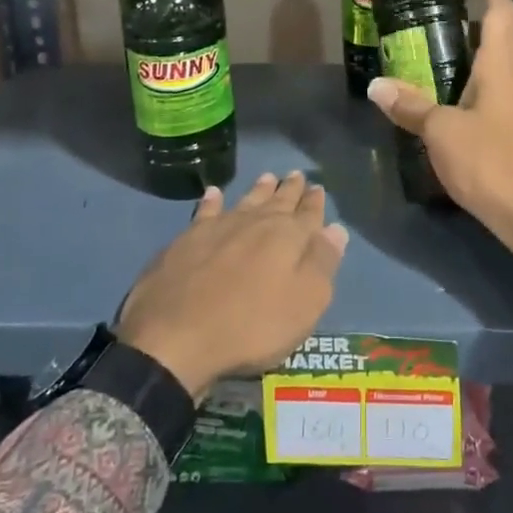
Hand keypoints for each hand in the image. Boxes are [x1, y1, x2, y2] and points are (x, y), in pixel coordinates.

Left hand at [117, 172, 346, 399]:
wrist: (175, 338)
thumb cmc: (251, 326)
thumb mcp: (304, 303)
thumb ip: (322, 263)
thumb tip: (336, 229)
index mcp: (287, 237)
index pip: (308, 214)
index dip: (315, 203)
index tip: (318, 188)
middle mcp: (255, 223)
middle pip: (277, 201)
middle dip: (289, 190)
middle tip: (296, 175)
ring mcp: (218, 228)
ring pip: (245, 201)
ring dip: (258, 190)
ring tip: (267, 177)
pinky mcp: (186, 240)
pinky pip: (205, 211)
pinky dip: (212, 201)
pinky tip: (213, 193)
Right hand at [366, 0, 512, 291]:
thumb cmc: (490, 160)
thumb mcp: (441, 131)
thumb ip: (411, 106)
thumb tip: (377, 86)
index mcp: (502, 66)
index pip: (502, 13)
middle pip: (503, 37)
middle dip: (479, 19)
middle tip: (443, 12)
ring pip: (501, 65)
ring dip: (478, 52)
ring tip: (442, 49)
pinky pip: (499, 91)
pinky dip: (478, 82)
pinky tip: (455, 95)